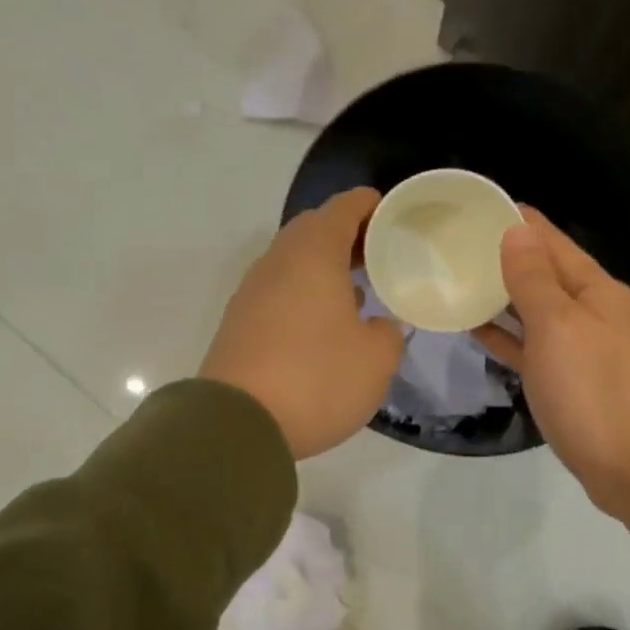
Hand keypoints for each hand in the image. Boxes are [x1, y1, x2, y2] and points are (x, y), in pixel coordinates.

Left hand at [201, 188, 404, 458]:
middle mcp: (277, 262)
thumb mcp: (376, 359)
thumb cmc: (316, 378)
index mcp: (313, 254)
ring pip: (293, 262)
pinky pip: (278, 293)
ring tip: (357, 290)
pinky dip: (304, 294)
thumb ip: (388, 334)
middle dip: (347, 236)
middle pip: (314, 230)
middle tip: (378, 255)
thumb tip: (377, 327)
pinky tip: (323, 324)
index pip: (344, 208)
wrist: (236, 423)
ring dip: (324, 268)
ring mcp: (251, 293)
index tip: (392, 215)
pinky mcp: (238, 324)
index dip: (370, 206)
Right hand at [475, 209, 629, 521]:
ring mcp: (583, 349)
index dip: (517, 221)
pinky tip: (477, 330)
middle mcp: (593, 312)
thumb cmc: (594, 391)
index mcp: (597, 290)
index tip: (474, 206)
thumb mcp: (559, 327)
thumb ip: (534, 280)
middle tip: (454, 245)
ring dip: (502, 297)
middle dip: (505, 257)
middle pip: (545, 274)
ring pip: (536, 311)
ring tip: (458, 281)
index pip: (552, 241)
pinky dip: (508, 336)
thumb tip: (516, 231)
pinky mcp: (571, 382)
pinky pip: (533, 347)